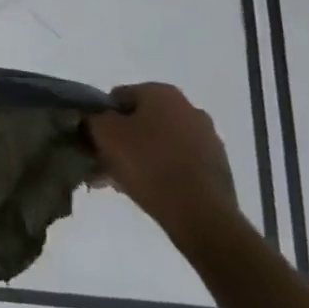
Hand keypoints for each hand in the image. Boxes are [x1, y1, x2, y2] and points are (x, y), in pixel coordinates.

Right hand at [87, 82, 240, 243]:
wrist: (200, 214)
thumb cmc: (147, 163)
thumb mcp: (104, 133)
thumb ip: (92, 117)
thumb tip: (94, 118)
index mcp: (162, 93)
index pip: (118, 97)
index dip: (100, 117)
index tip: (93, 139)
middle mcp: (189, 109)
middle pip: (140, 121)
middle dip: (120, 139)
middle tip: (103, 162)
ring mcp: (208, 140)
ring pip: (158, 143)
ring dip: (138, 157)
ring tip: (119, 181)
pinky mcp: (217, 168)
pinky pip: (177, 162)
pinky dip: (160, 171)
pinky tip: (144, 189)